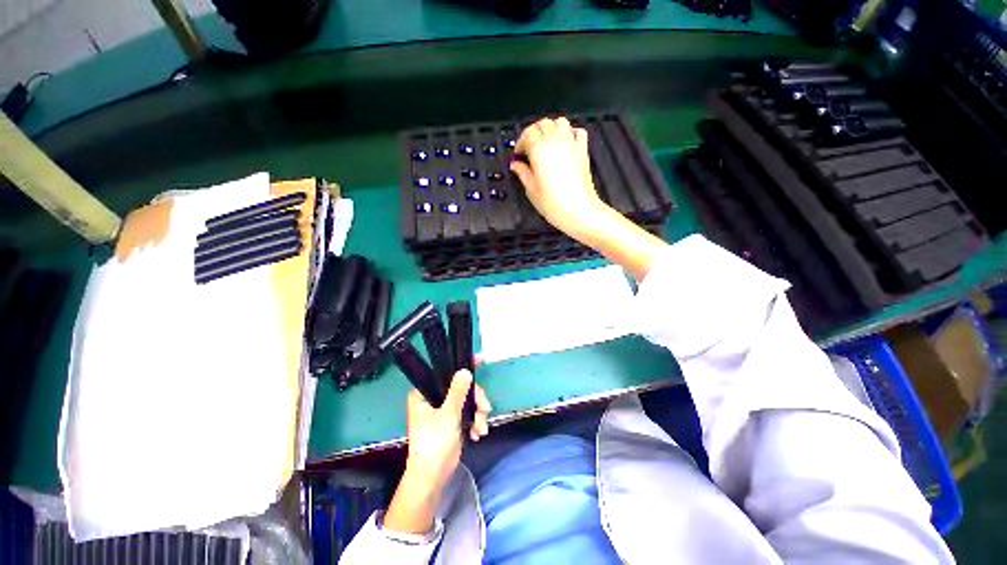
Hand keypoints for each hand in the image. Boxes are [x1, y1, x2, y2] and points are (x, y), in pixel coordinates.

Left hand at [384, 370, 490, 534]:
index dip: (462, 366)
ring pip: (468, 400)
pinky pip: (469, 412)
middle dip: (476, 399)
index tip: (480, 360)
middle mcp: (433, 398)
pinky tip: (477, 433)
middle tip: (484, 408)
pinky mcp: (453, 420)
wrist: (433, 477)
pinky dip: (475, 421)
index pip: (445, 372)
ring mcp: (444, 409)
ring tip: (481, 428)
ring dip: (478, 413)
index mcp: (424, 393)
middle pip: (462, 387)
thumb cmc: (434, 443)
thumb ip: (457, 391)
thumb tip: (465, 370)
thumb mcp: (448, 415)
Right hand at [510, 117, 612, 244]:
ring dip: (550, 128)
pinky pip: (578, 131)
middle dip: (533, 132)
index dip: (520, 142)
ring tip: (544, 143)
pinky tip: (564, 143)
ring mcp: (571, 145)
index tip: (518, 154)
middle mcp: (556, 142)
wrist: (579, 211)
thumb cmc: (554, 204)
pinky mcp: (583, 151)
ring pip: (559, 122)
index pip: (527, 134)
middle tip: (528, 148)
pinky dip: (570, 132)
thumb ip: (523, 173)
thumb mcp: (532, 190)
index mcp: (540, 150)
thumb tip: (516, 165)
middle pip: (543, 124)